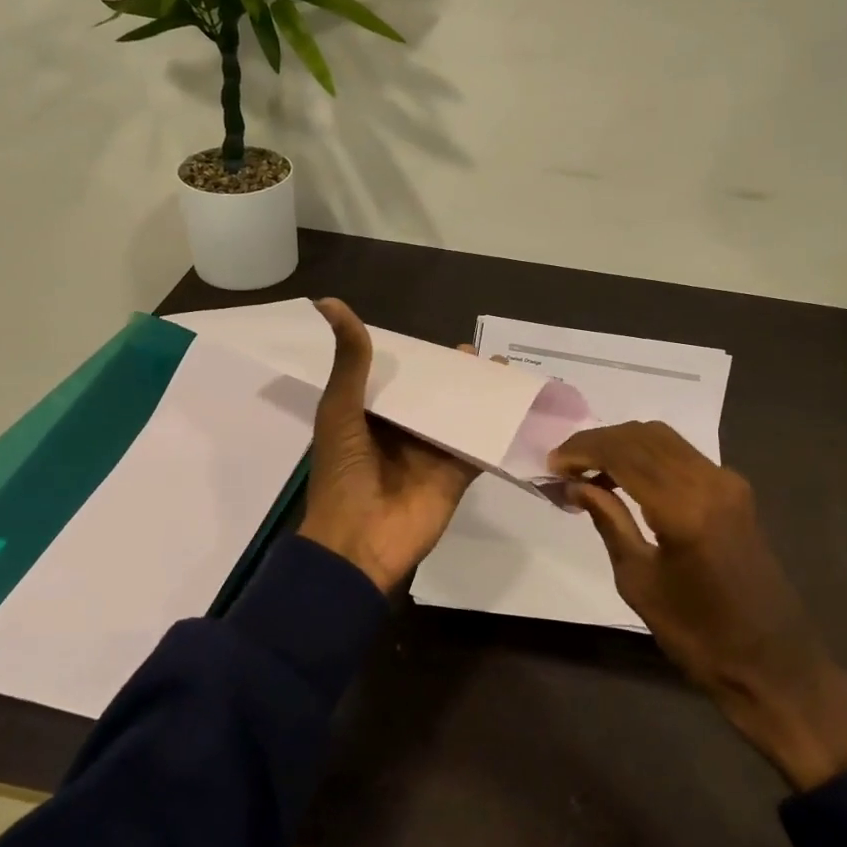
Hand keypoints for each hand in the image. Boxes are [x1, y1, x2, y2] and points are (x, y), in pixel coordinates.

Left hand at [298, 299, 480, 593]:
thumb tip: (330, 303)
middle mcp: (401, 433)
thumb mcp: (341, 410)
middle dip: (453, 377)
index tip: (435, 342)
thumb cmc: (343, 473)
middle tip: (476, 354)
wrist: (359, 542)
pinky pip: (478, 446)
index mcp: (370, 418)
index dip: (415, 361)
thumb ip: (350, 362)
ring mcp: (430, 454)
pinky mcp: (454, 475)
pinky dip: (496, 429)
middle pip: (432, 397)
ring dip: (478, 397)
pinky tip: (516, 406)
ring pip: (458, 418)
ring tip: (501, 371)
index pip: (397, 381)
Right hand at [550, 422, 846, 790]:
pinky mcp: (735, 491)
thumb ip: (609, 522)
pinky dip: (647, 455)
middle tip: (564, 463)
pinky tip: (623, 477)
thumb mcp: (639, 581)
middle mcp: (710, 481)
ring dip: (622, 444)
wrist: (772, 662)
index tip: (551, 464)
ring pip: (664, 439)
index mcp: (684, 508)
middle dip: (598, 441)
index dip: (582, 451)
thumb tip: (576, 485)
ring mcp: (728, 482)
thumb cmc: (697, 634)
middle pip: (643, 436)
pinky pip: (682, 455)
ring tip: (587, 469)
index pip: (623, 454)